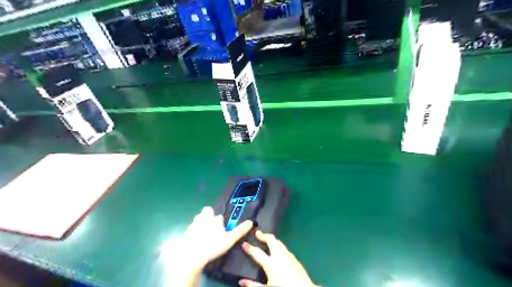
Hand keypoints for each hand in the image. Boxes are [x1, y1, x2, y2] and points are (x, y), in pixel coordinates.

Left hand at [185, 206, 254, 268]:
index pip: (220, 216)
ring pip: (199, 218)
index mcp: (215, 219)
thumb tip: (250, 222)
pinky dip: (195, 230)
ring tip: (206, 232)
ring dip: (202, 221)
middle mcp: (204, 218)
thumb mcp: (229, 239)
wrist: (193, 255)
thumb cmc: (213, 246)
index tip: (223, 229)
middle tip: (213, 227)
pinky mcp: (187, 232)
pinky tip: (198, 239)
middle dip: (210, 216)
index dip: (222, 222)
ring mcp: (194, 224)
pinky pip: (192, 227)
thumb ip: (239, 230)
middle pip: (207, 211)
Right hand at [240, 231, 315, 286]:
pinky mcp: (295, 259)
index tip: (244, 243)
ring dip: (272, 240)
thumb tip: (241, 282)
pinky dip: (278, 246)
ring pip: (279, 242)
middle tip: (257, 233)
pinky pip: (284, 248)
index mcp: (271, 263)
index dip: (249, 248)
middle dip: (263, 235)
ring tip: (267, 240)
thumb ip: (254, 285)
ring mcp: (288, 255)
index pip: (257, 253)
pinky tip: (278, 250)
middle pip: (271, 240)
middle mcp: (279, 256)